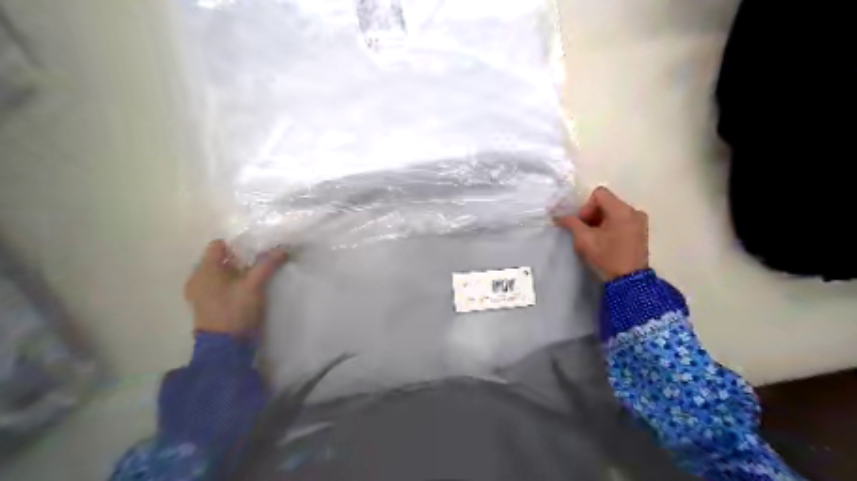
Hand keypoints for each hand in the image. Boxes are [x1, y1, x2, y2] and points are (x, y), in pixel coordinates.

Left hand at [182, 239, 286, 334]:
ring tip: (256, 275)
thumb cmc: (235, 311)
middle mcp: (197, 279)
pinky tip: (247, 289)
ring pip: (221, 273)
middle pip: (220, 259)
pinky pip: (220, 285)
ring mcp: (201, 293)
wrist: (225, 347)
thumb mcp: (254, 285)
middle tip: (260, 261)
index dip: (238, 244)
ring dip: (238, 272)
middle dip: (241, 258)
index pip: (218, 245)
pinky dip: (233, 283)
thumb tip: (282, 249)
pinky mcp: (208, 305)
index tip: (256, 250)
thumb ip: (267, 265)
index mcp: (204, 270)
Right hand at [556, 185, 650, 281]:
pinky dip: (610, 226)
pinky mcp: (641, 231)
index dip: (586, 206)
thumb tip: (558, 216)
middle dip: (592, 214)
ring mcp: (640, 221)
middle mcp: (634, 211)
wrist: (629, 281)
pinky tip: (606, 241)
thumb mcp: (584, 240)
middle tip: (585, 232)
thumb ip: (571, 223)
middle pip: (606, 202)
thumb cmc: (606, 257)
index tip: (583, 224)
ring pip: (613, 211)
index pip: (599, 194)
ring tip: (595, 238)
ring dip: (600, 221)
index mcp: (622, 210)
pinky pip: (622, 220)